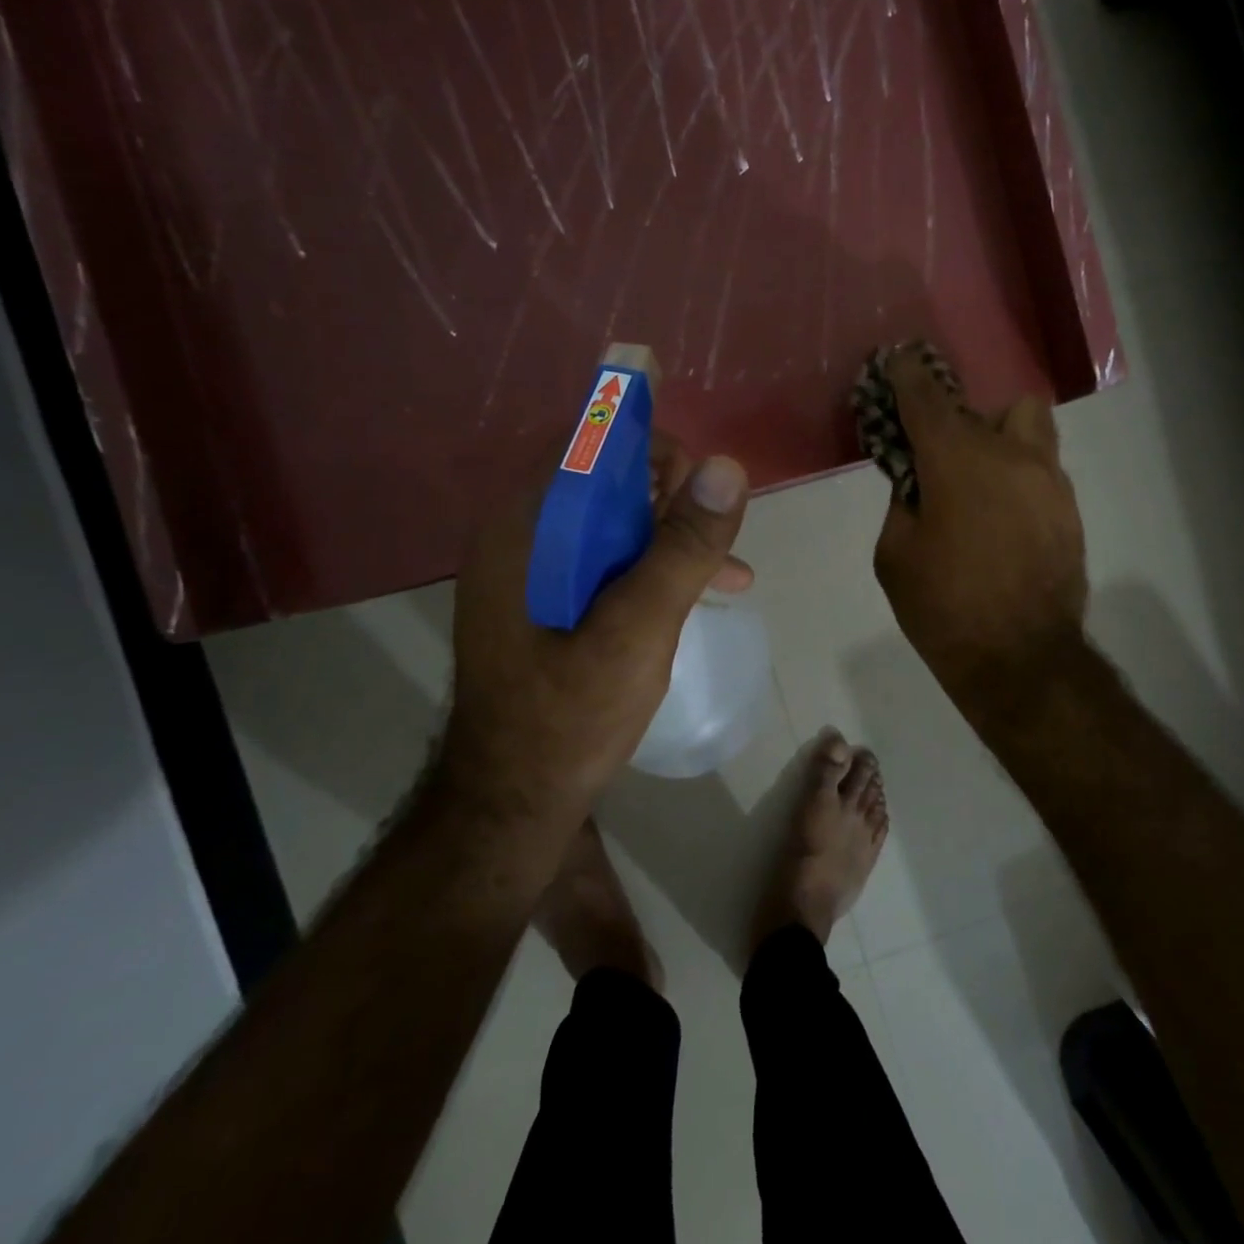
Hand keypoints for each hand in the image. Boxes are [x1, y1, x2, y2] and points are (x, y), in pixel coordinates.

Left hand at [443, 434, 750, 825]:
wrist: (515, 800)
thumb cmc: (570, 715)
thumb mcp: (638, 629)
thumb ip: (681, 548)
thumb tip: (727, 467)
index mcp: (525, 528)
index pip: (585, 444)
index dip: (646, 445)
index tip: (699, 481)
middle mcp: (522, 537)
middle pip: (602, 478)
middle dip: (669, 493)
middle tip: (714, 530)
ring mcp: (535, 571)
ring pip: (613, 520)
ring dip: (671, 531)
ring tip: (726, 563)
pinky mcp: (552, 600)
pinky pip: (609, 559)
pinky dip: (655, 565)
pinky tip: (707, 591)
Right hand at [873, 351, 1087, 702]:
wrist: (1021, 661)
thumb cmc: (944, 609)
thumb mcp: (895, 556)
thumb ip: (903, 503)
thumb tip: (919, 483)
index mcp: (958, 462)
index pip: (927, 398)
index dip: (908, 376)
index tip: (897, 362)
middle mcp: (1011, 456)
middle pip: (997, 405)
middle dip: (966, 420)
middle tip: (943, 458)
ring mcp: (1050, 482)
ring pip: (1031, 431)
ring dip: (1001, 443)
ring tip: (978, 488)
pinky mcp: (1069, 511)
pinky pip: (1041, 473)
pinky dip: (1017, 480)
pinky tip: (1000, 523)